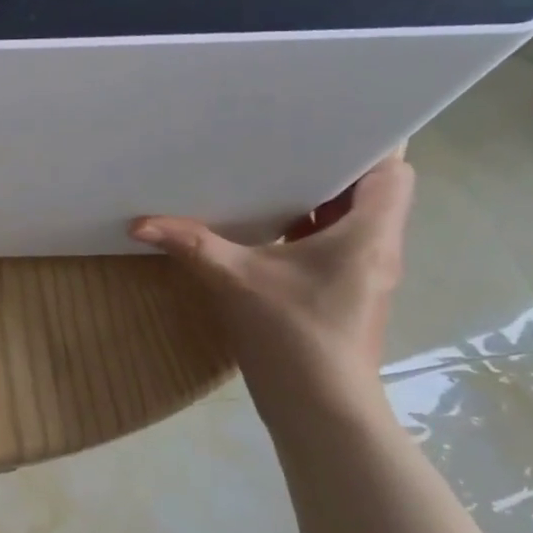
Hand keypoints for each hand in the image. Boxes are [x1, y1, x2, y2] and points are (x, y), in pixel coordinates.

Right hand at [130, 153, 414, 421]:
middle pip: (372, 190)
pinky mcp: (344, 293)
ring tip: (271, 175)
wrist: (321, 409)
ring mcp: (363, 273)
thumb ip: (191, 244)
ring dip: (319, 199)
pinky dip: (308, 228)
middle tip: (285, 143)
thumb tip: (139, 223)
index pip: (392, 170)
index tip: (327, 124)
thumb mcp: (235, 280)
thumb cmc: (293, 335)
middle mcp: (376, 247)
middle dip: (332, 166)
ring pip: (353, 219)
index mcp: (368, 234)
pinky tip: (266, 228)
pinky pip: (335, 244)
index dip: (369, 142)